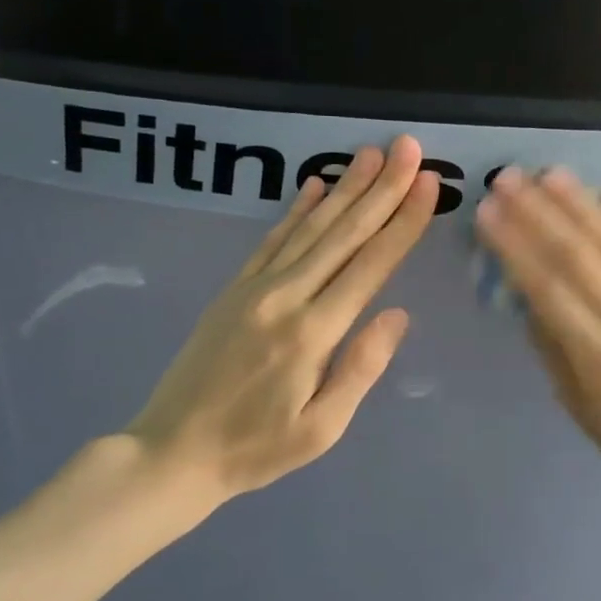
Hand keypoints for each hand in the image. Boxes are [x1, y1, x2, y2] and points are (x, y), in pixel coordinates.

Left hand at [116, 136, 438, 523]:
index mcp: (313, 332)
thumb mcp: (321, 428)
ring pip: (310, 227)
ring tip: (373, 154)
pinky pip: (272, 238)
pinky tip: (315, 184)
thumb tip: (399, 314)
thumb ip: (361, 367)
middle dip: (382, 188)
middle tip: (409, 149)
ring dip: (346, 187)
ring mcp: (256, 287)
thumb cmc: (256, 448)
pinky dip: (296, 208)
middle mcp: (286, 296)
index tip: (428, 185)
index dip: (403, 222)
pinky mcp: (235, 288)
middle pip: (343, 233)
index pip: (371, 265)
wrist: (171, 452)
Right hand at [474, 166, 600, 509]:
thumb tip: (528, 288)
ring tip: (551, 175)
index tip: (488, 213)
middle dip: (540, 213)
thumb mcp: (572, 401)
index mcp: (599, 359)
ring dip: (583, 206)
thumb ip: (549, 342)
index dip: (515, 245)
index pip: (548, 287)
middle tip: (509, 179)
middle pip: (581, 256)